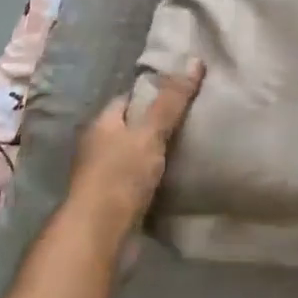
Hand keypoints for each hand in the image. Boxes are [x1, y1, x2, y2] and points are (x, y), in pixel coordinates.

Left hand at [67, 61, 204, 241]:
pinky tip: (183, 176)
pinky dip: (161, 178)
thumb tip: (195, 61)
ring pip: (140, 156)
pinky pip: (144, 181)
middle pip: (135, 127)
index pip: (130, 98)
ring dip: (161, 153)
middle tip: (198, 116)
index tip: (185, 89)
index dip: (155, 91)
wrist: (100, 237)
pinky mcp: (119, 203)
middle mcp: (101, 147)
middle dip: (161, 122)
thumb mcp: (150, 132)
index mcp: (103, 124)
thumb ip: (172, 101)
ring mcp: (108, 177)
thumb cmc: (120, 176)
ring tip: (197, 143)